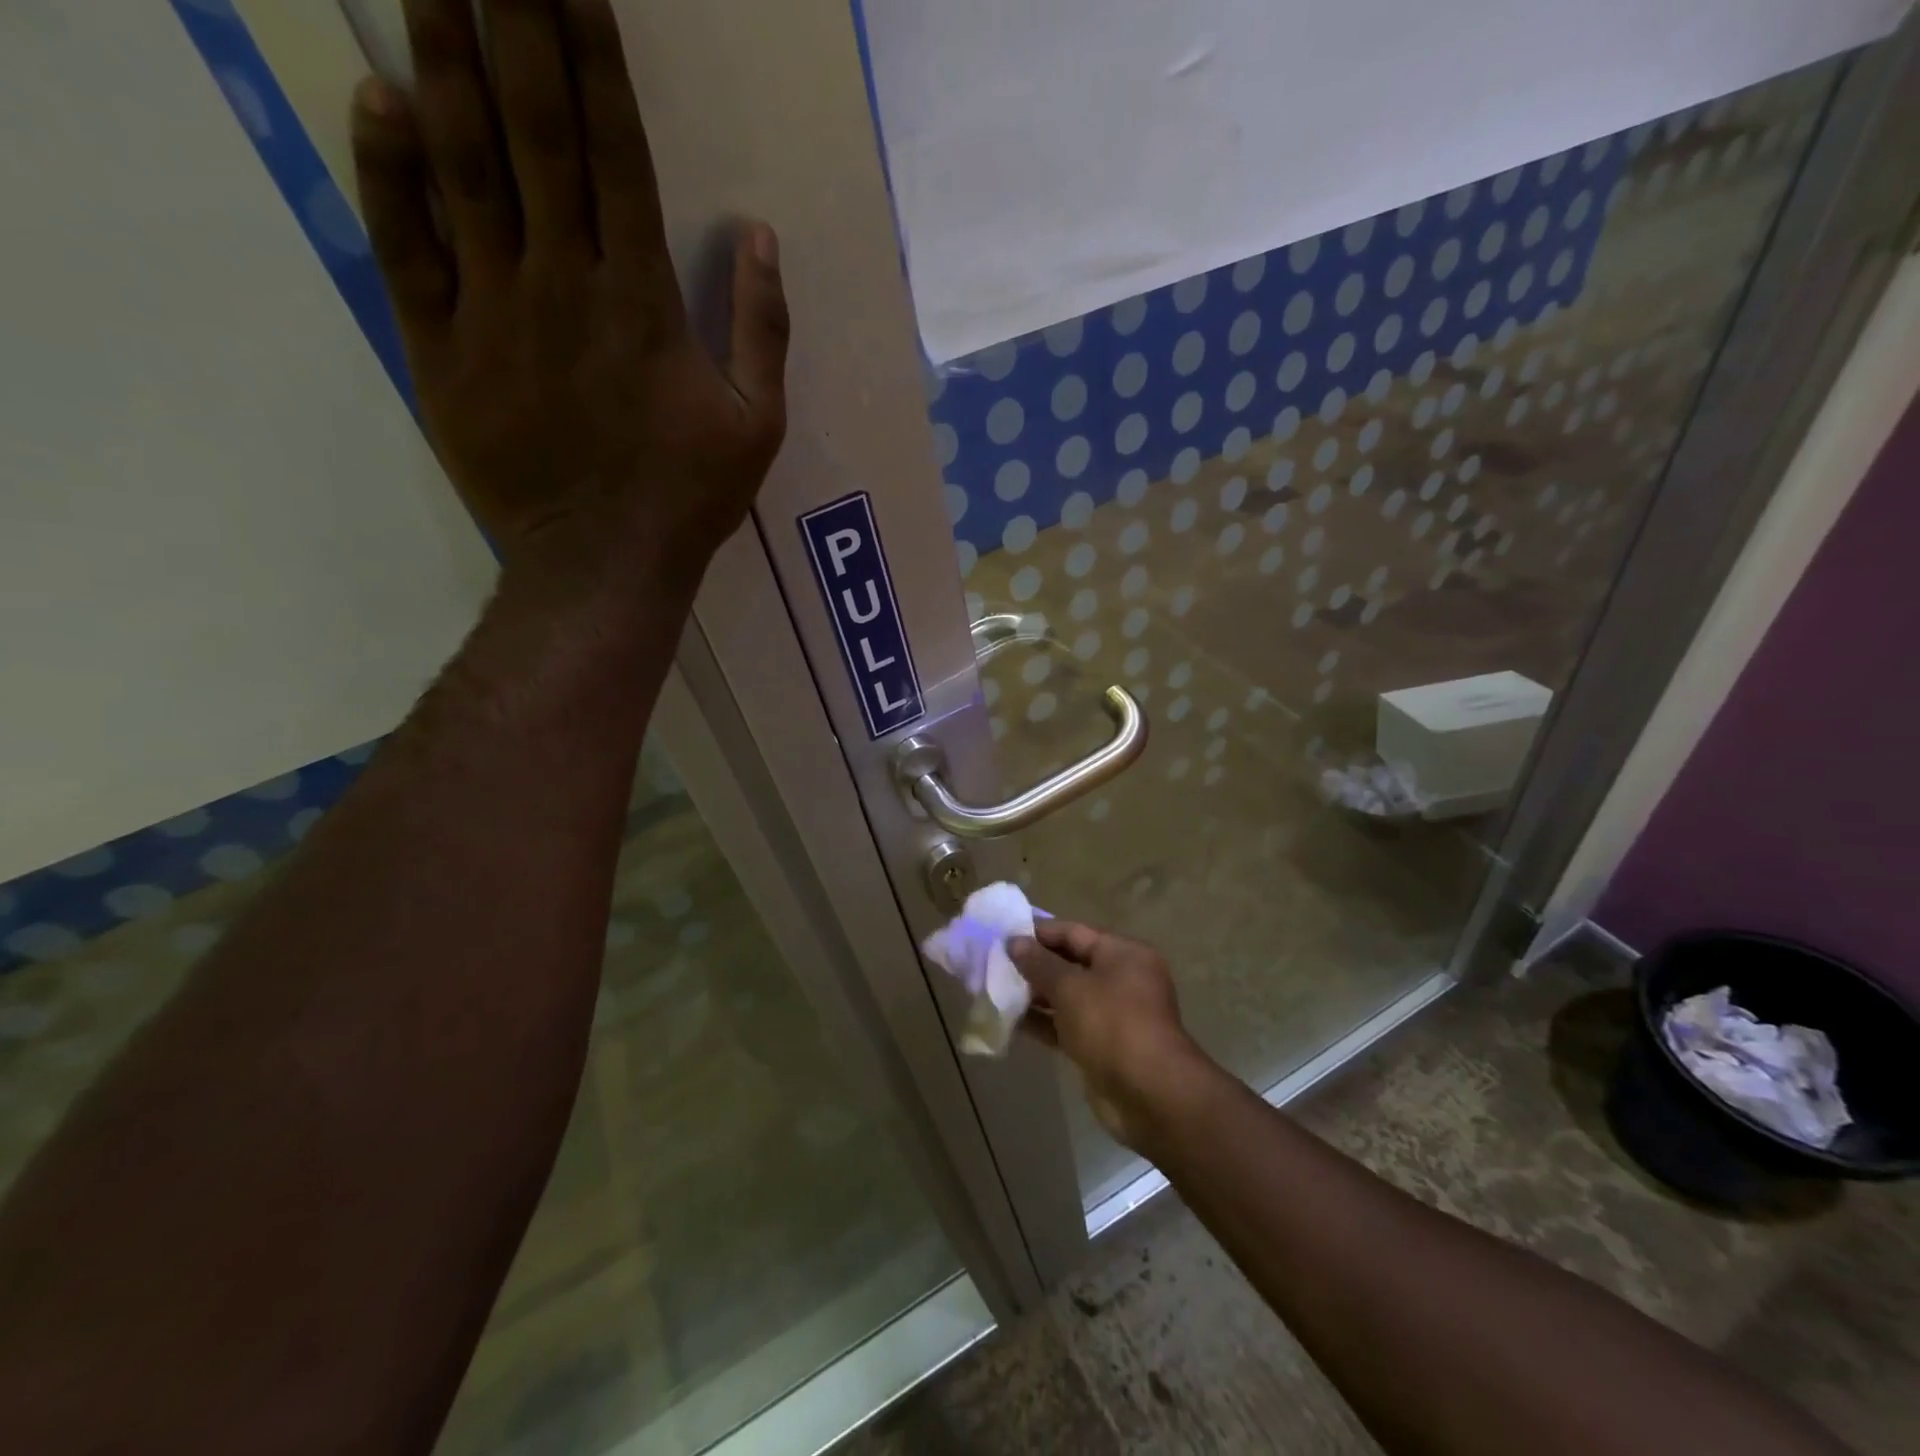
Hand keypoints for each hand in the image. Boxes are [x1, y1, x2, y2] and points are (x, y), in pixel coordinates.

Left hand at [349, 0, 788, 591]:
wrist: (603, 564)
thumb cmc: (688, 497)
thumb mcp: (759, 426)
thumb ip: (763, 331)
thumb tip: (761, 236)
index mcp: (645, 301)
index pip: (617, 153)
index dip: (594, 56)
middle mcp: (564, 283)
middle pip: (535, 132)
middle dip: (514, 21)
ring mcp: (494, 312)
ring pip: (462, 167)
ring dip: (443, 61)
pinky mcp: (442, 350)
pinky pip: (405, 246)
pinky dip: (387, 172)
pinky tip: (379, 101)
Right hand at [1010, 921, 1214, 1151]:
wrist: (1150, 1095)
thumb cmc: (1112, 1025)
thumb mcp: (1071, 988)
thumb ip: (1039, 963)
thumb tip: (1014, 942)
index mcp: (1122, 954)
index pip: (1074, 932)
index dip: (1038, 933)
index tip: (1002, 935)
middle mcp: (1120, 978)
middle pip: (1070, 963)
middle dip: (1033, 964)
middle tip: (994, 964)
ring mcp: (1112, 1014)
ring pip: (1066, 996)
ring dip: (1034, 995)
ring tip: (995, 990)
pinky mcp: (1101, 1045)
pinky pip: (1066, 1025)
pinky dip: (1042, 1022)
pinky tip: (1010, 1021)